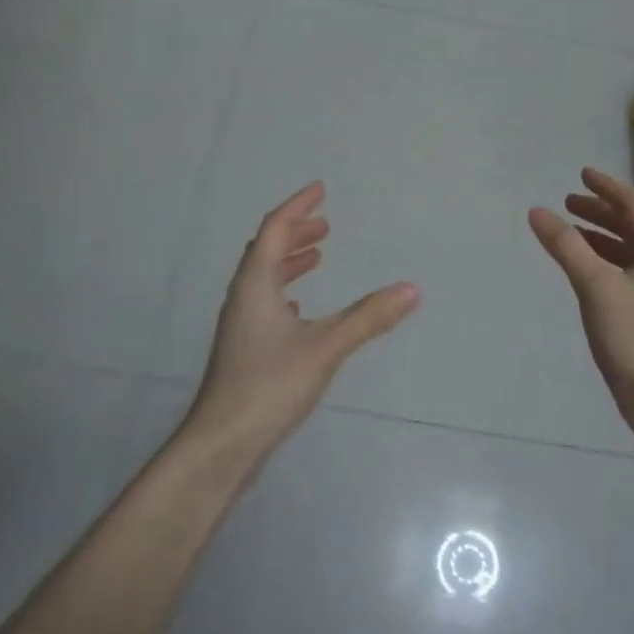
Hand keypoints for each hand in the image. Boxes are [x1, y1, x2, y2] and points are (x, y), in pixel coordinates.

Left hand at [185, 182, 419, 460]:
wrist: (222, 444)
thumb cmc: (269, 386)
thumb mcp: (325, 347)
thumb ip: (368, 318)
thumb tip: (411, 289)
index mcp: (255, 284)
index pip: (275, 229)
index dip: (297, 207)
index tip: (319, 189)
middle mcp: (243, 297)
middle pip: (266, 250)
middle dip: (295, 232)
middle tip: (324, 225)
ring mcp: (240, 325)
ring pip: (264, 278)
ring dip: (289, 261)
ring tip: (317, 256)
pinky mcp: (243, 350)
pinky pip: (264, 304)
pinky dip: (284, 291)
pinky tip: (297, 307)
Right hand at [529, 167, 633, 432]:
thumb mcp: (596, 286)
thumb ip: (566, 246)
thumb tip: (537, 210)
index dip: (607, 187)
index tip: (581, 173)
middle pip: (633, 225)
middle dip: (601, 210)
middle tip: (568, 202)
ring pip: (629, 249)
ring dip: (600, 235)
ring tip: (570, 231)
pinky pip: (625, 271)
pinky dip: (602, 260)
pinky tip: (583, 269)